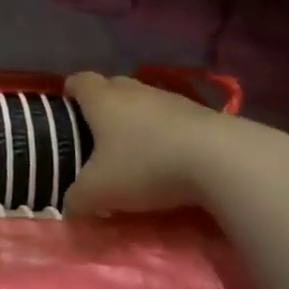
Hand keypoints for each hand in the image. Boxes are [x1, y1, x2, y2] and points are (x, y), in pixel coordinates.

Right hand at [63, 71, 288, 216]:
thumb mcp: (99, 191)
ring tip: (136, 151)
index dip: (70, 92)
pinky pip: (174, 119)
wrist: (221, 160)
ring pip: (145, 102)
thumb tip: (68, 207)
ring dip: (138, 121)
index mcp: (102, 99)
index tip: (67, 109)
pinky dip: (167, 134)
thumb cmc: (145, 165)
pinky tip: (170, 160)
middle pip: (113, 86)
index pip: (79, 81)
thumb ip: (76, 199)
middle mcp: (135, 90)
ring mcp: (172, 99)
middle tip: (98, 136)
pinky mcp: (203, 115)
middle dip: (103, 106)